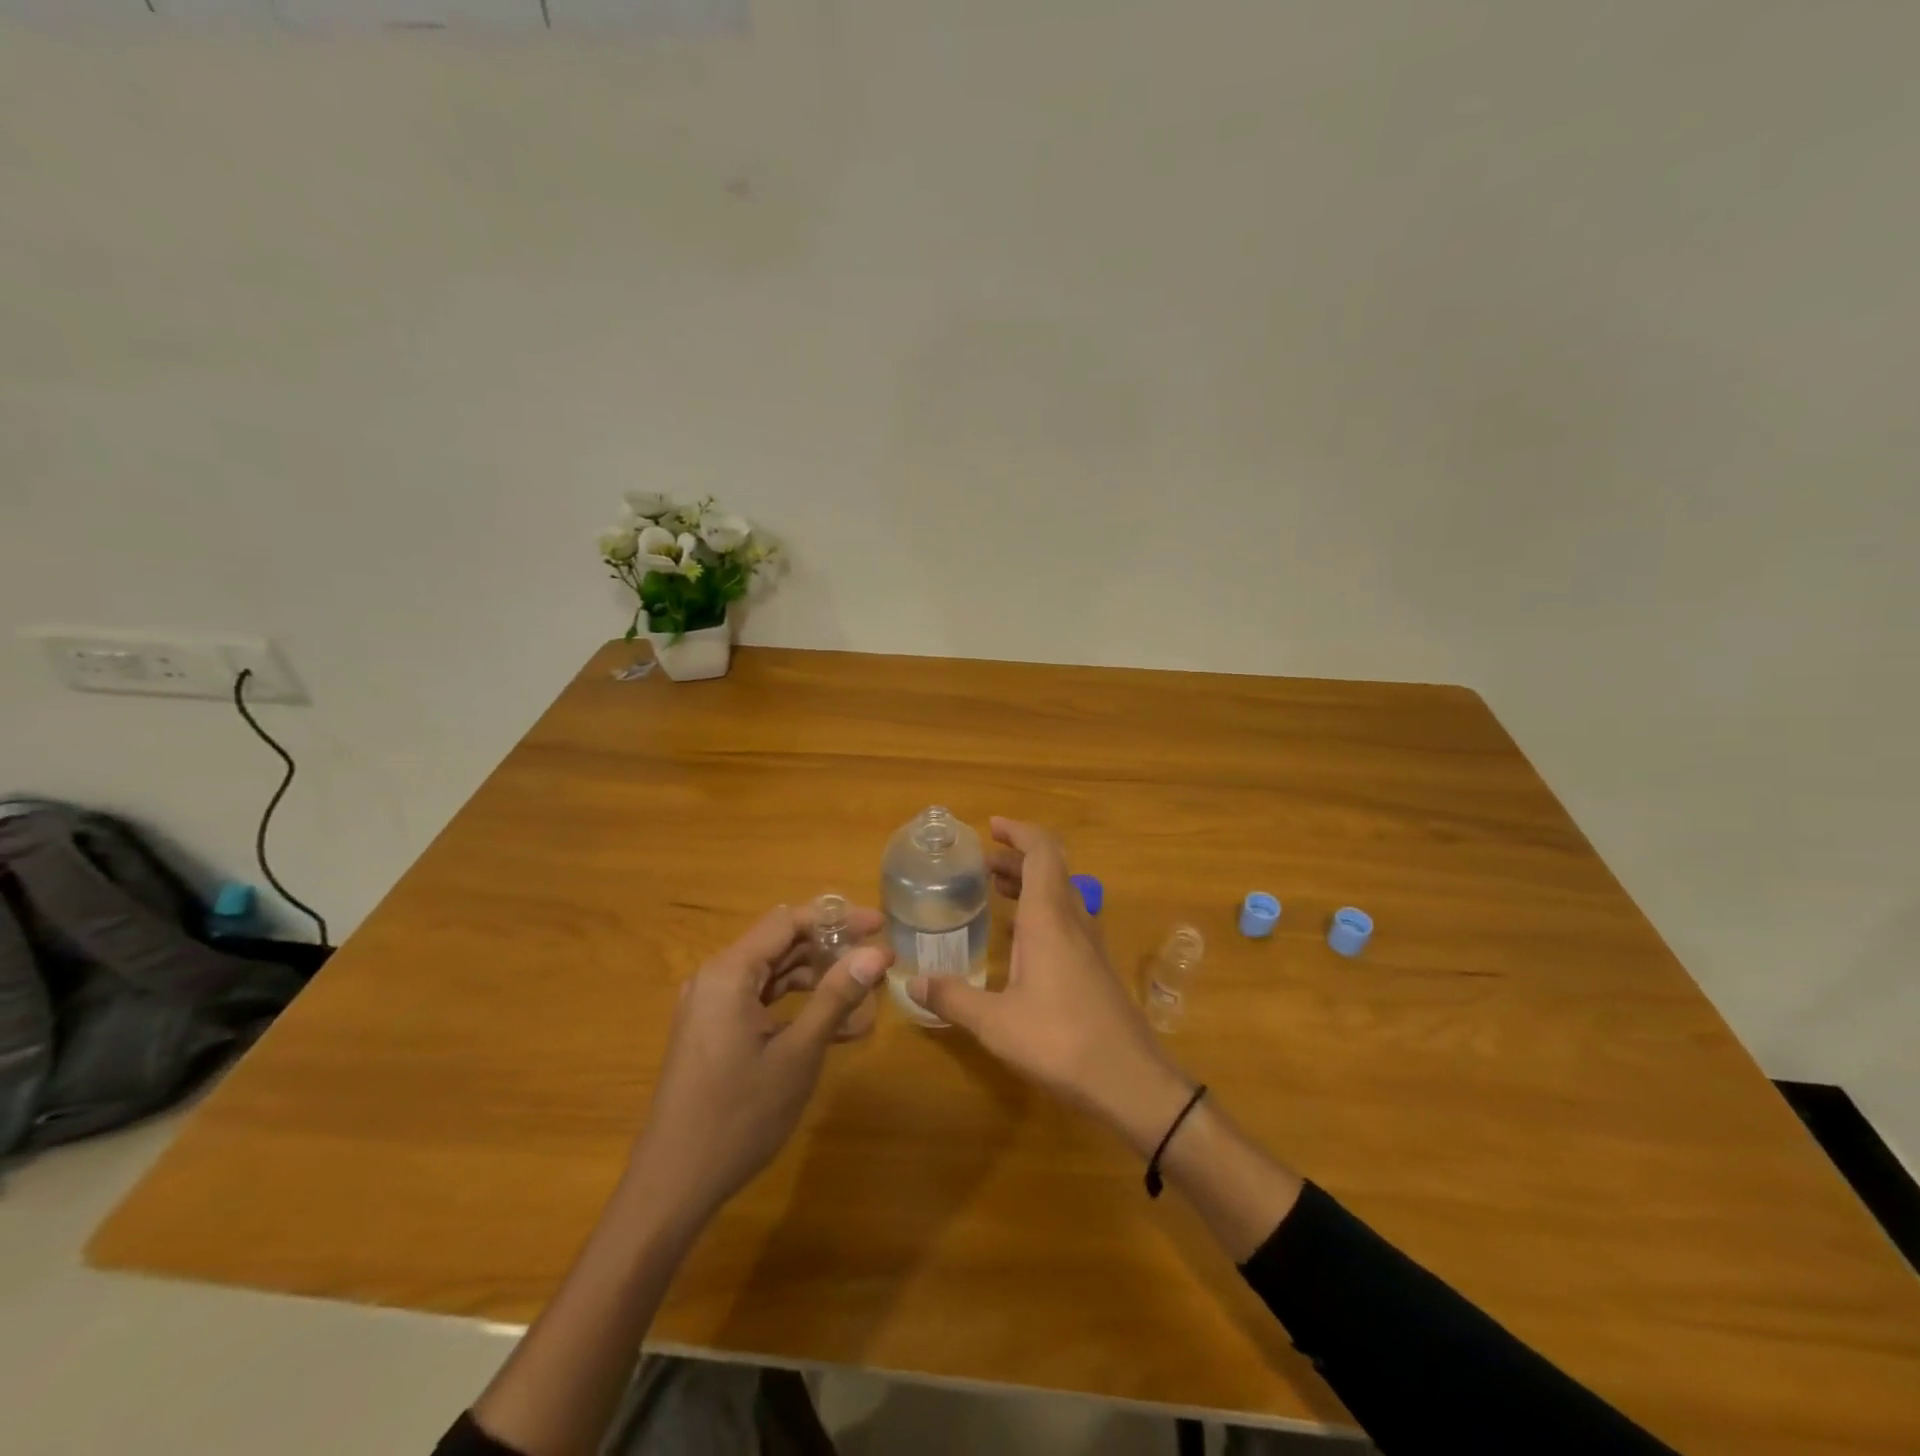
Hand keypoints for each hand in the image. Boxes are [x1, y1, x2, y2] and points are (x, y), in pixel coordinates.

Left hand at [629, 902, 891, 1225]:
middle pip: (781, 942)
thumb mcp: (798, 1054)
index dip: (837, 918)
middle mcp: (716, 978)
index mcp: (729, 972)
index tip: (879, 926)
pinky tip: (837, 1026)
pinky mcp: (714, 1031)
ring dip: (817, 978)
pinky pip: (761, 1001)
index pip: (789, 921)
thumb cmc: (738, 1115)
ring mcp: (712, 1006)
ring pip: (773, 973)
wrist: (673, 1184)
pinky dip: (796, 1006)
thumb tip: (877, 953)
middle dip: (830, 947)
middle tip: (876, 958)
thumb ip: (836, 997)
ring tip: (864, 992)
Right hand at [909, 818, 1193, 1155]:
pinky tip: (1019, 940)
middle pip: (1051, 869)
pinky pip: (1067, 921)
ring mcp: (1090, 944)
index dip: (1019, 832)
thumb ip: (953, 998)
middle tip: (982, 863)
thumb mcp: (995, 1023)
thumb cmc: (1059, 1041)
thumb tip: (913, 982)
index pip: (1042, 852)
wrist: (1129, 1080)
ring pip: (1061, 895)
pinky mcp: (1095, 967)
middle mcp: (1073, 921)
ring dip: (1030, 884)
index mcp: (1050, 919)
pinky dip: (1041, 912)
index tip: (992, 826)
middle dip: (1017, 858)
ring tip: (996, 890)